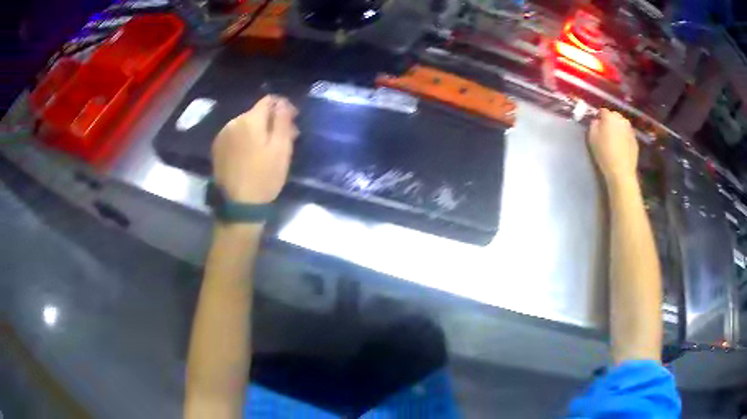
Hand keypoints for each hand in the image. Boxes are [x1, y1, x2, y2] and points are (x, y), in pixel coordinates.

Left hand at [212, 95, 298, 203]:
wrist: (238, 206)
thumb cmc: (264, 177)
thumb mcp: (281, 148)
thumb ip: (282, 120)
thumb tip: (282, 102)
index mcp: (250, 120)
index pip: (269, 100)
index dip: (283, 107)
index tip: (293, 122)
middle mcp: (233, 122)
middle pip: (256, 113)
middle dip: (271, 121)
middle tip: (285, 139)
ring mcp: (222, 135)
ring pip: (245, 124)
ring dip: (258, 130)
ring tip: (267, 148)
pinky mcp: (217, 149)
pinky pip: (235, 135)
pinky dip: (245, 139)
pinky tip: (250, 155)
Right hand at [588, 109, 638, 184]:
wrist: (621, 171)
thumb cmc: (604, 153)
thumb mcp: (592, 137)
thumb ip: (593, 125)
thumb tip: (597, 121)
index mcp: (610, 117)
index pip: (603, 111)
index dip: (599, 117)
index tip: (597, 125)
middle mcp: (622, 120)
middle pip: (614, 116)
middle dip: (610, 121)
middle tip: (606, 132)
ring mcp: (630, 130)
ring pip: (622, 125)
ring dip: (618, 129)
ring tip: (614, 140)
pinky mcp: (635, 140)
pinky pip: (627, 134)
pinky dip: (624, 138)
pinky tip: (621, 147)